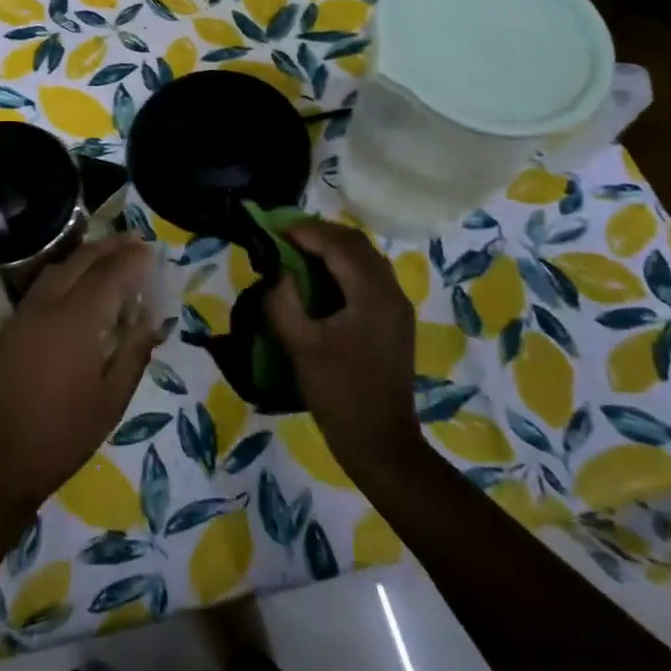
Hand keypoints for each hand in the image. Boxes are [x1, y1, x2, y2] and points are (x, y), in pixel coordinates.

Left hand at [0, 236, 163, 512]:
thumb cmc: (62, 435)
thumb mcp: (111, 400)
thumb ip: (134, 351)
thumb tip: (153, 317)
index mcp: (76, 321)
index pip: (110, 273)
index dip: (133, 259)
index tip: (152, 250)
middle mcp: (47, 306)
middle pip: (81, 260)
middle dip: (110, 247)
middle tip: (135, 241)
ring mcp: (23, 314)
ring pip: (57, 268)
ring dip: (85, 256)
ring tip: (110, 257)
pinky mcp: (10, 327)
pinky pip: (42, 286)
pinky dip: (65, 273)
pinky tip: (78, 287)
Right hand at [262, 220, 421, 483]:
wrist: (380, 441)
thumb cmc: (338, 393)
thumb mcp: (300, 346)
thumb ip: (283, 302)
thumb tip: (277, 273)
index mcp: (372, 295)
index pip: (338, 246)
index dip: (305, 232)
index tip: (274, 229)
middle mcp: (391, 293)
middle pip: (357, 245)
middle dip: (321, 234)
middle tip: (285, 236)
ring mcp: (397, 308)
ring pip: (366, 259)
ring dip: (333, 248)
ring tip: (298, 251)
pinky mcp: (394, 322)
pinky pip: (369, 277)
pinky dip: (343, 267)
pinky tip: (320, 279)